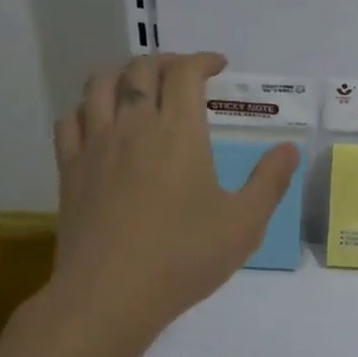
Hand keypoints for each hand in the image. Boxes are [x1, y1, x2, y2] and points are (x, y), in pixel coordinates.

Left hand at [47, 52, 300, 345]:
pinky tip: (99, 124)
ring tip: (139, 88)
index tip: (219, 66)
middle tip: (183, 75)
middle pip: (141, 69)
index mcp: (179, 131)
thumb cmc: (183, 256)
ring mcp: (96, 146)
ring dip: (122, 75)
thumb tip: (288, 149)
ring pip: (99, 85)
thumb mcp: (245, 223)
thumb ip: (270, 181)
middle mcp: (134, 126)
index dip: (203, 60)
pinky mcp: (69, 171)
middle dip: (166, 62)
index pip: (185, 72)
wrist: (108, 297)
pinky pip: (70, 121)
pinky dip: (87, 110)